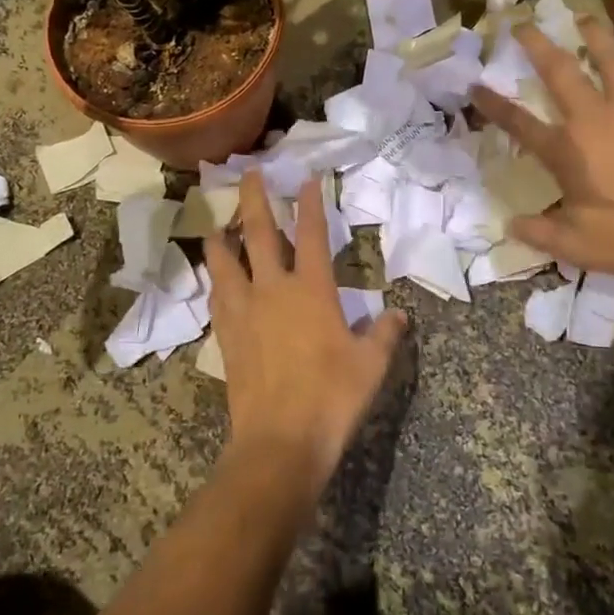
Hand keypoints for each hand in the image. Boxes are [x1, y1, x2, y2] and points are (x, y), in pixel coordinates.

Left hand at [205, 170, 407, 494]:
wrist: (280, 442)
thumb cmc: (332, 398)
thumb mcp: (371, 365)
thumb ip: (385, 334)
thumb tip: (398, 314)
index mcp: (312, 291)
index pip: (313, 235)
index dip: (311, 203)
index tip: (307, 178)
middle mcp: (273, 290)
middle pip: (261, 234)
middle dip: (254, 199)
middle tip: (248, 172)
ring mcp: (245, 312)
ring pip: (226, 263)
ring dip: (222, 239)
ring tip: (216, 226)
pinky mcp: (227, 337)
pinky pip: (217, 298)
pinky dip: (216, 281)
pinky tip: (215, 279)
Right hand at [470, 19, 613, 300]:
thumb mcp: (573, 246)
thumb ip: (538, 232)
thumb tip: (511, 225)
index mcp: (566, 151)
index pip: (518, 122)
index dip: (492, 104)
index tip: (475, 85)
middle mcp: (595, 118)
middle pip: (559, 71)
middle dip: (537, 44)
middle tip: (524, 24)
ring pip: (612, 58)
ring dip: (595, 36)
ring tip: (583, 18)